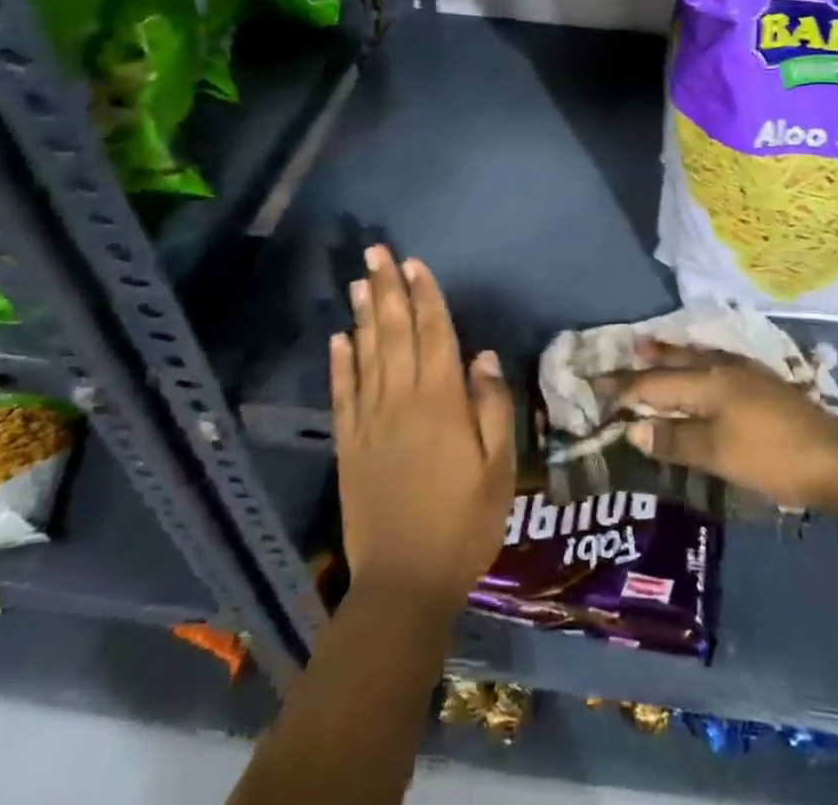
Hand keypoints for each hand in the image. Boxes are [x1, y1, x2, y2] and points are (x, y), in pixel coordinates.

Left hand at [331, 247, 515, 618]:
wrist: (404, 584)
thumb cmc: (463, 523)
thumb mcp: (498, 468)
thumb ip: (492, 407)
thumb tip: (482, 356)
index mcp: (441, 402)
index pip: (434, 335)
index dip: (426, 296)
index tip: (415, 263)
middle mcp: (401, 401)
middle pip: (394, 333)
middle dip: (387, 289)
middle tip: (376, 252)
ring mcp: (370, 422)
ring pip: (366, 355)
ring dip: (364, 315)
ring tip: (358, 281)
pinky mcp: (349, 446)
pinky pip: (342, 394)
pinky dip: (340, 363)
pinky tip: (338, 338)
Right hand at [613, 341, 837, 510]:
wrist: (835, 458)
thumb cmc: (771, 457)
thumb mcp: (718, 453)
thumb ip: (675, 438)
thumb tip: (631, 426)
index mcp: (709, 382)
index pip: (655, 383)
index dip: (624, 388)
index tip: (595, 387)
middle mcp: (724, 369)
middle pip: (676, 362)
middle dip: (646, 361)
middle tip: (620, 353)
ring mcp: (746, 374)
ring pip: (697, 358)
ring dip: (671, 355)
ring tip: (651, 347)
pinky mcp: (762, 384)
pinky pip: (714, 363)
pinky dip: (695, 362)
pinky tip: (702, 366)